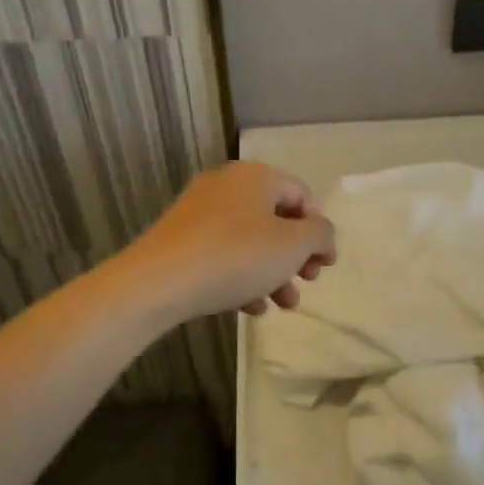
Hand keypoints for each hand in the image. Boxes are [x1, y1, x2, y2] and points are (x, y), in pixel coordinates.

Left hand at [125, 162, 336, 322]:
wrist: (158, 282)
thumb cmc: (236, 256)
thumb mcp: (292, 246)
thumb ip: (319, 235)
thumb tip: (321, 233)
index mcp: (256, 176)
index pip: (301, 195)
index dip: (319, 230)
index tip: (325, 264)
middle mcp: (226, 185)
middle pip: (275, 219)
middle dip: (295, 256)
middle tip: (306, 282)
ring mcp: (199, 211)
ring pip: (249, 240)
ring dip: (272, 272)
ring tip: (282, 304)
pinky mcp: (180, 239)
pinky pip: (222, 253)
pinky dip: (241, 276)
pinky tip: (248, 308)